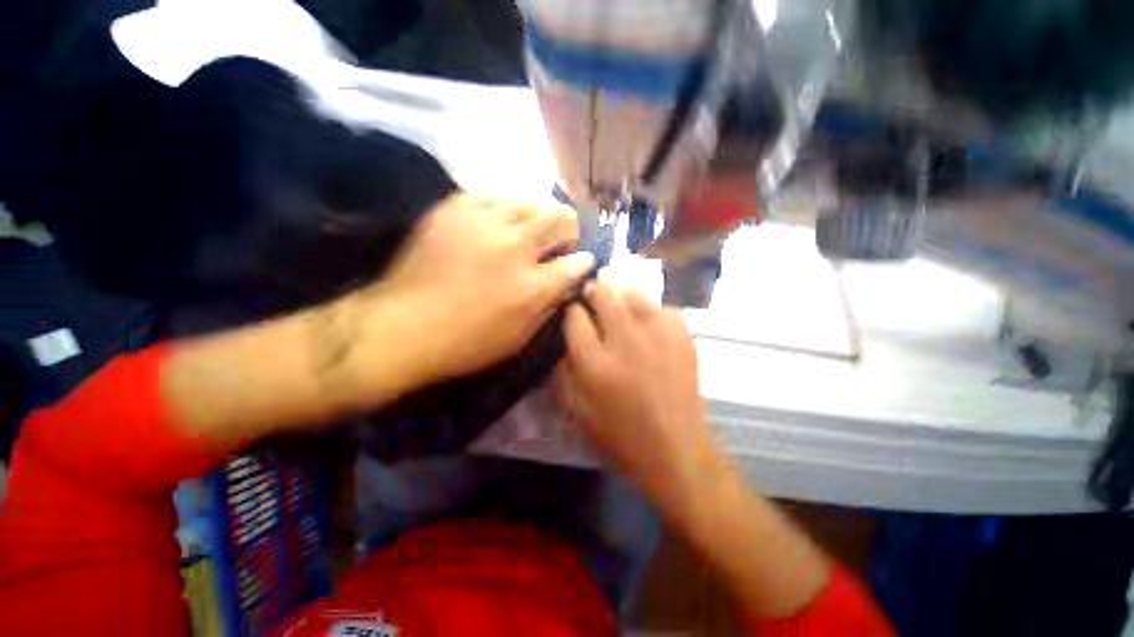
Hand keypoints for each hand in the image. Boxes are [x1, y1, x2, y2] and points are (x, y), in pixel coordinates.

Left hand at [342, 193, 593, 386]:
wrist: (402, 326)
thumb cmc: (465, 342)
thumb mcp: (518, 338)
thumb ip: (548, 307)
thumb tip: (566, 284)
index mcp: (531, 287)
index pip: (576, 263)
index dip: (583, 262)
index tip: (581, 262)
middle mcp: (514, 248)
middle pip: (561, 218)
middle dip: (568, 230)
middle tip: (558, 243)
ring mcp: (483, 223)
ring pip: (529, 201)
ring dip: (535, 218)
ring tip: (524, 233)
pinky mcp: (454, 209)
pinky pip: (492, 197)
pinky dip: (502, 210)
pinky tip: (494, 225)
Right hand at [557, 280, 716, 513]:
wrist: (675, 448)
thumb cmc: (619, 434)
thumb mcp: (577, 410)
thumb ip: (564, 369)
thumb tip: (566, 337)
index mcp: (595, 362)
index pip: (574, 316)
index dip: (571, 311)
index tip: (573, 313)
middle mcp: (625, 341)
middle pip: (604, 294)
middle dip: (594, 291)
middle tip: (592, 297)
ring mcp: (658, 335)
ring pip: (633, 293)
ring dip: (620, 294)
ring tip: (618, 304)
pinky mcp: (682, 336)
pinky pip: (661, 307)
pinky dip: (650, 311)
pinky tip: (648, 324)